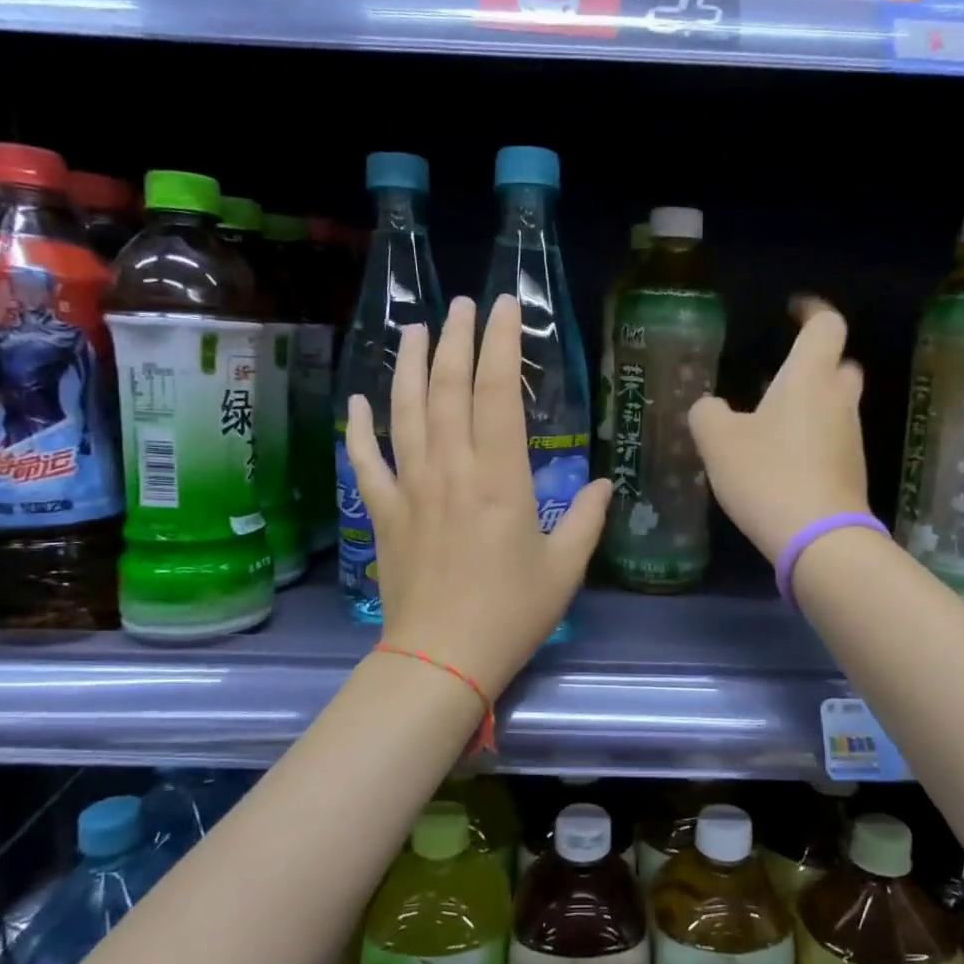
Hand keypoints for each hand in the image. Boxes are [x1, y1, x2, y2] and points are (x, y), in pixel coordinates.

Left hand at [345, 294, 609, 704]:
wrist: (441, 659)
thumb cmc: (511, 613)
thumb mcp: (565, 568)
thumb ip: (586, 519)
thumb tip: (604, 484)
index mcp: (499, 478)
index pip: (498, 393)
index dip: (501, 344)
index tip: (504, 309)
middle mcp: (451, 470)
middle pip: (448, 389)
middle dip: (455, 340)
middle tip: (461, 304)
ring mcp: (411, 489)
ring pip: (405, 413)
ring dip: (409, 366)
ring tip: (414, 330)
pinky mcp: (384, 513)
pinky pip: (365, 461)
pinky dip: (359, 428)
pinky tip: (359, 400)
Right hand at [689, 297, 869, 562]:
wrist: (819, 538)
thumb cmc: (767, 475)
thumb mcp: (718, 441)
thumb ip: (708, 413)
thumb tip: (711, 407)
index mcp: (809, 377)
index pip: (826, 325)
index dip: (811, 311)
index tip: (792, 310)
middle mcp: (838, 399)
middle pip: (840, 363)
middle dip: (816, 361)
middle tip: (781, 372)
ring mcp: (850, 436)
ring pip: (836, 403)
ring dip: (811, 402)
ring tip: (770, 418)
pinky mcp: (851, 470)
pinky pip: (832, 437)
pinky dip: (812, 435)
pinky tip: (781, 456)